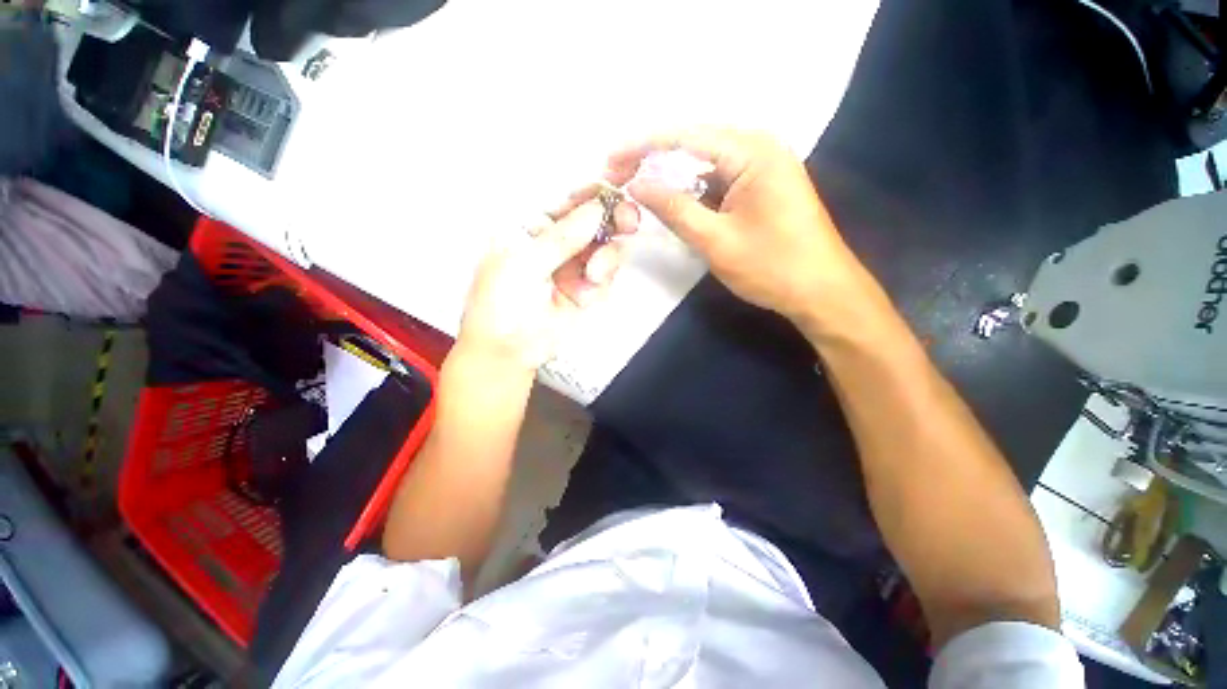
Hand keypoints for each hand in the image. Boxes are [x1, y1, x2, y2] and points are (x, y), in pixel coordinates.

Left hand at [456, 190, 639, 372]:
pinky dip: (603, 280)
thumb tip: (596, 209)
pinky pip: (607, 275)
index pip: (566, 200)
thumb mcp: (523, 265)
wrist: (508, 352)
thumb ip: (561, 237)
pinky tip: (589, 289)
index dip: (591, 192)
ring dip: (607, 257)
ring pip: (606, 247)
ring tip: (594, 275)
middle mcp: (556, 242)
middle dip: (612, 219)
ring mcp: (574, 266)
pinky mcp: (587, 289)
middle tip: (627, 221)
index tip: (616, 187)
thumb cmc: (500, 304)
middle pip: (593, 221)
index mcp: (531, 227)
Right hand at [610, 129, 870, 329]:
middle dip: (654, 159)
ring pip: (704, 164)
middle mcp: (759, 148)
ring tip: (638, 188)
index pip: (686, 136)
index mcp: (753, 151)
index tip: (611, 158)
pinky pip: (718, 181)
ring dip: (672, 177)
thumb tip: (636, 185)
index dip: (643, 145)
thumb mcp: (715, 240)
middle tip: (619, 174)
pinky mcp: (760, 187)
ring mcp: (762, 167)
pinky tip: (672, 201)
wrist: (821, 292)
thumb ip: (674, 209)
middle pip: (694, 145)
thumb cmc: (772, 266)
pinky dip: (692, 191)